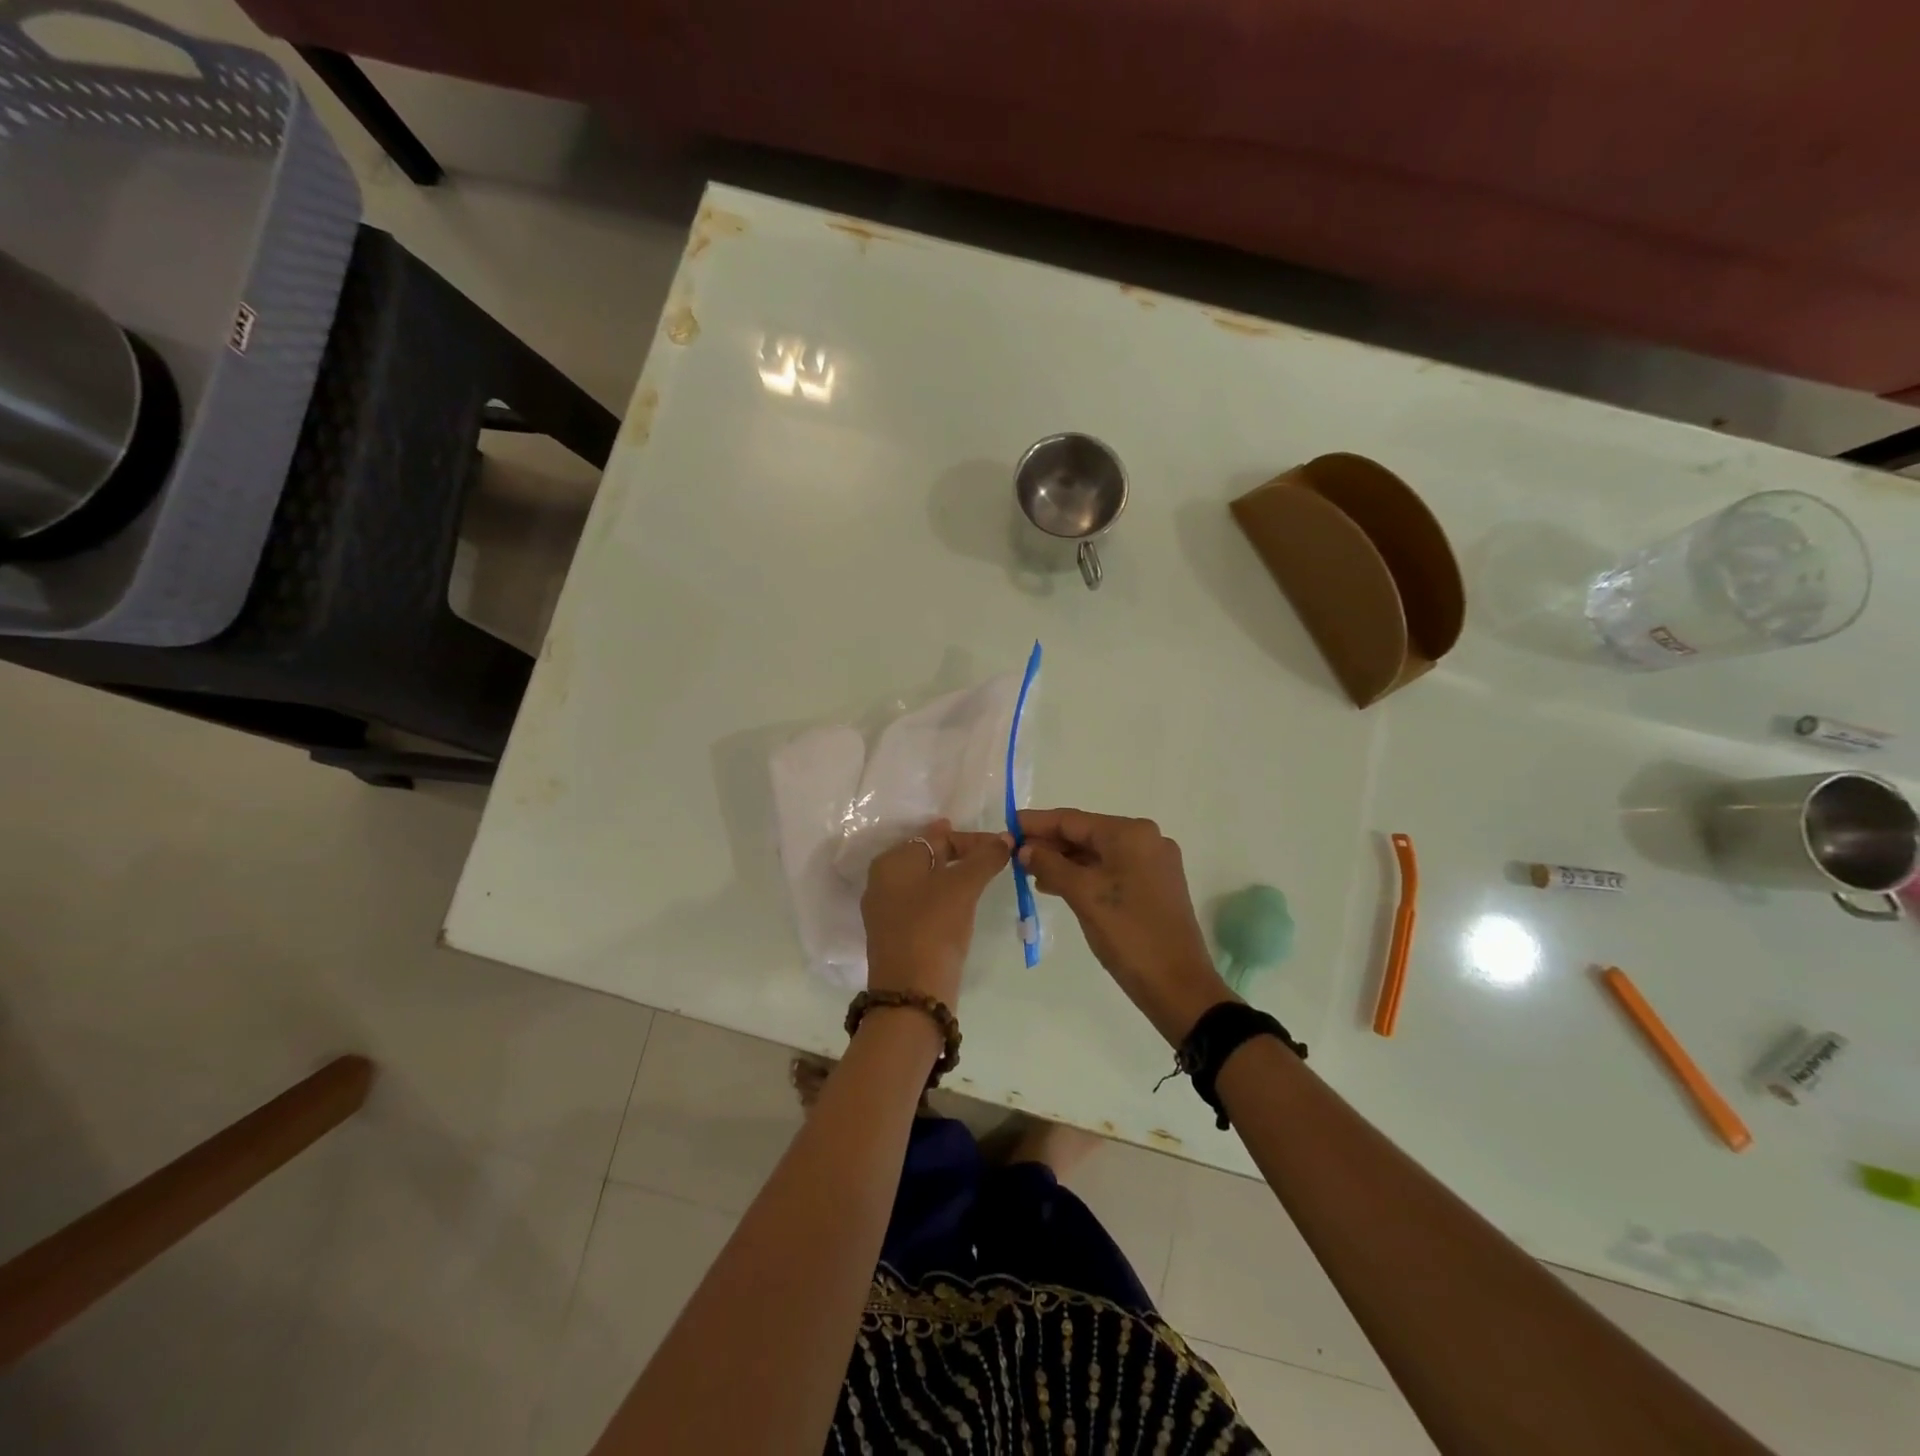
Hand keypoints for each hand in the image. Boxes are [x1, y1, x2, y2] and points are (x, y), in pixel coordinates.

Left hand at [862, 819, 1012, 1007]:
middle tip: (993, 857)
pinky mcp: (896, 936)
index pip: (936, 836)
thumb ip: (985, 858)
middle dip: (961, 855)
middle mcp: (882, 882)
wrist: (912, 994)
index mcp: (892, 862)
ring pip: (926, 882)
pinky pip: (924, 906)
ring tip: (983, 878)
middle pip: (928, 857)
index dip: (971, 838)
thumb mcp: (963, 887)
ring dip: (954, 877)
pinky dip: (945, 900)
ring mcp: (887, 911)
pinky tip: (963, 907)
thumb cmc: (934, 928)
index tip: (1001, 846)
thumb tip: (1005, 838)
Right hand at [1018, 808, 1232, 1043]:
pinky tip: (1057, 885)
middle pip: (1086, 833)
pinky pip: (1111, 870)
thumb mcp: (1083, 895)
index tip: (1006, 827)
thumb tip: (1025, 849)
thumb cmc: (1128, 934)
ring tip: (1028, 872)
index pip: (1072, 819)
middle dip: (1049, 843)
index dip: (1036, 823)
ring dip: (1064, 861)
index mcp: (1131, 833)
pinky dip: (1083, 875)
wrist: (1178, 985)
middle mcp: (1146, 839)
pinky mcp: (1154, 886)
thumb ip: (1050, 865)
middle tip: (1013, 854)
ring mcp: (1153, 863)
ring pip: (1097, 853)